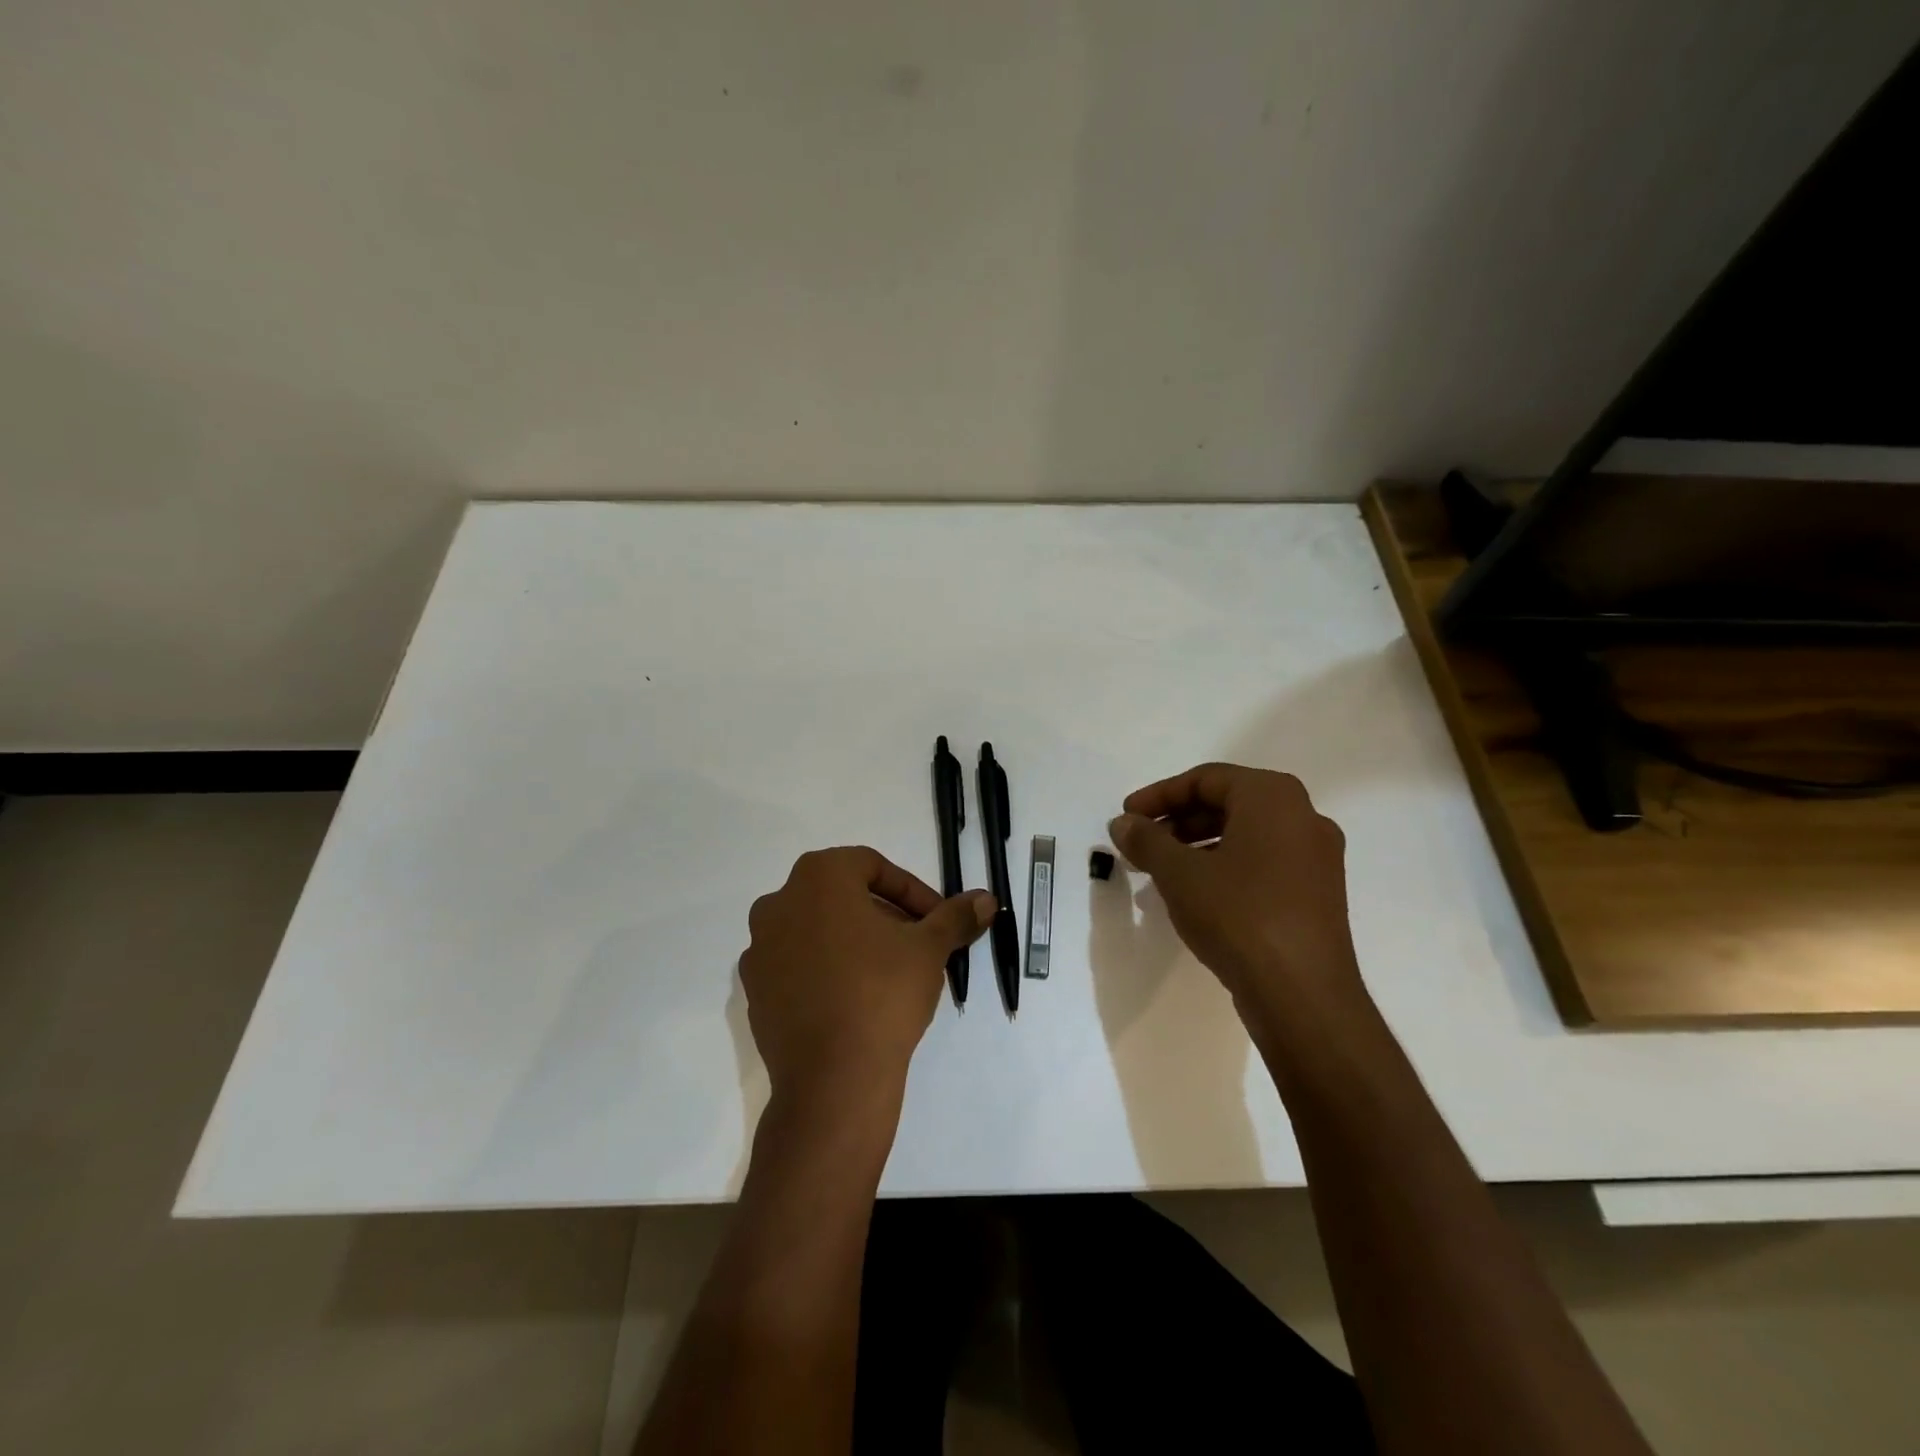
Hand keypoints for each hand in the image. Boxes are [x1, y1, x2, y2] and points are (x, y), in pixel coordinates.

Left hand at [741, 847, 994, 1116]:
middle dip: (884, 915)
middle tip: (917, 945)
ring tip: (889, 973)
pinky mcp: (753, 989)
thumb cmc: (883, 992)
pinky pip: (797, 965)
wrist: (832, 1078)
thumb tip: (986, 900)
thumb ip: (955, 917)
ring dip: (854, 941)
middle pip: (842, 896)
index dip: (912, 891)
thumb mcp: (930, 949)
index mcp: (818, 877)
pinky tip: (853, 1000)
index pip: (873, 867)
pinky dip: (825, 971)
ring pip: (818, 930)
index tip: (936, 921)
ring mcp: (760, 947)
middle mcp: (779, 902)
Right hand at [1109, 763, 1368, 1036]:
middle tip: (1140, 843)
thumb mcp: (1179, 873)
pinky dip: (1224, 867)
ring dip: (1196, 846)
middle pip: (1227, 803)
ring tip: (1159, 871)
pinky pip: (1262, 863)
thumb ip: (1146, 840)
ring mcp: (1316, 858)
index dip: (1159, 795)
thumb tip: (1123, 823)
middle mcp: (1303, 817)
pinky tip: (1195, 895)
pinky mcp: (1316, 894)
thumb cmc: (1238, 915)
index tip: (1127, 817)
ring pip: (1244, 835)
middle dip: (1177, 821)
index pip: (1206, 779)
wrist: (1302, 994)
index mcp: (1274, 798)